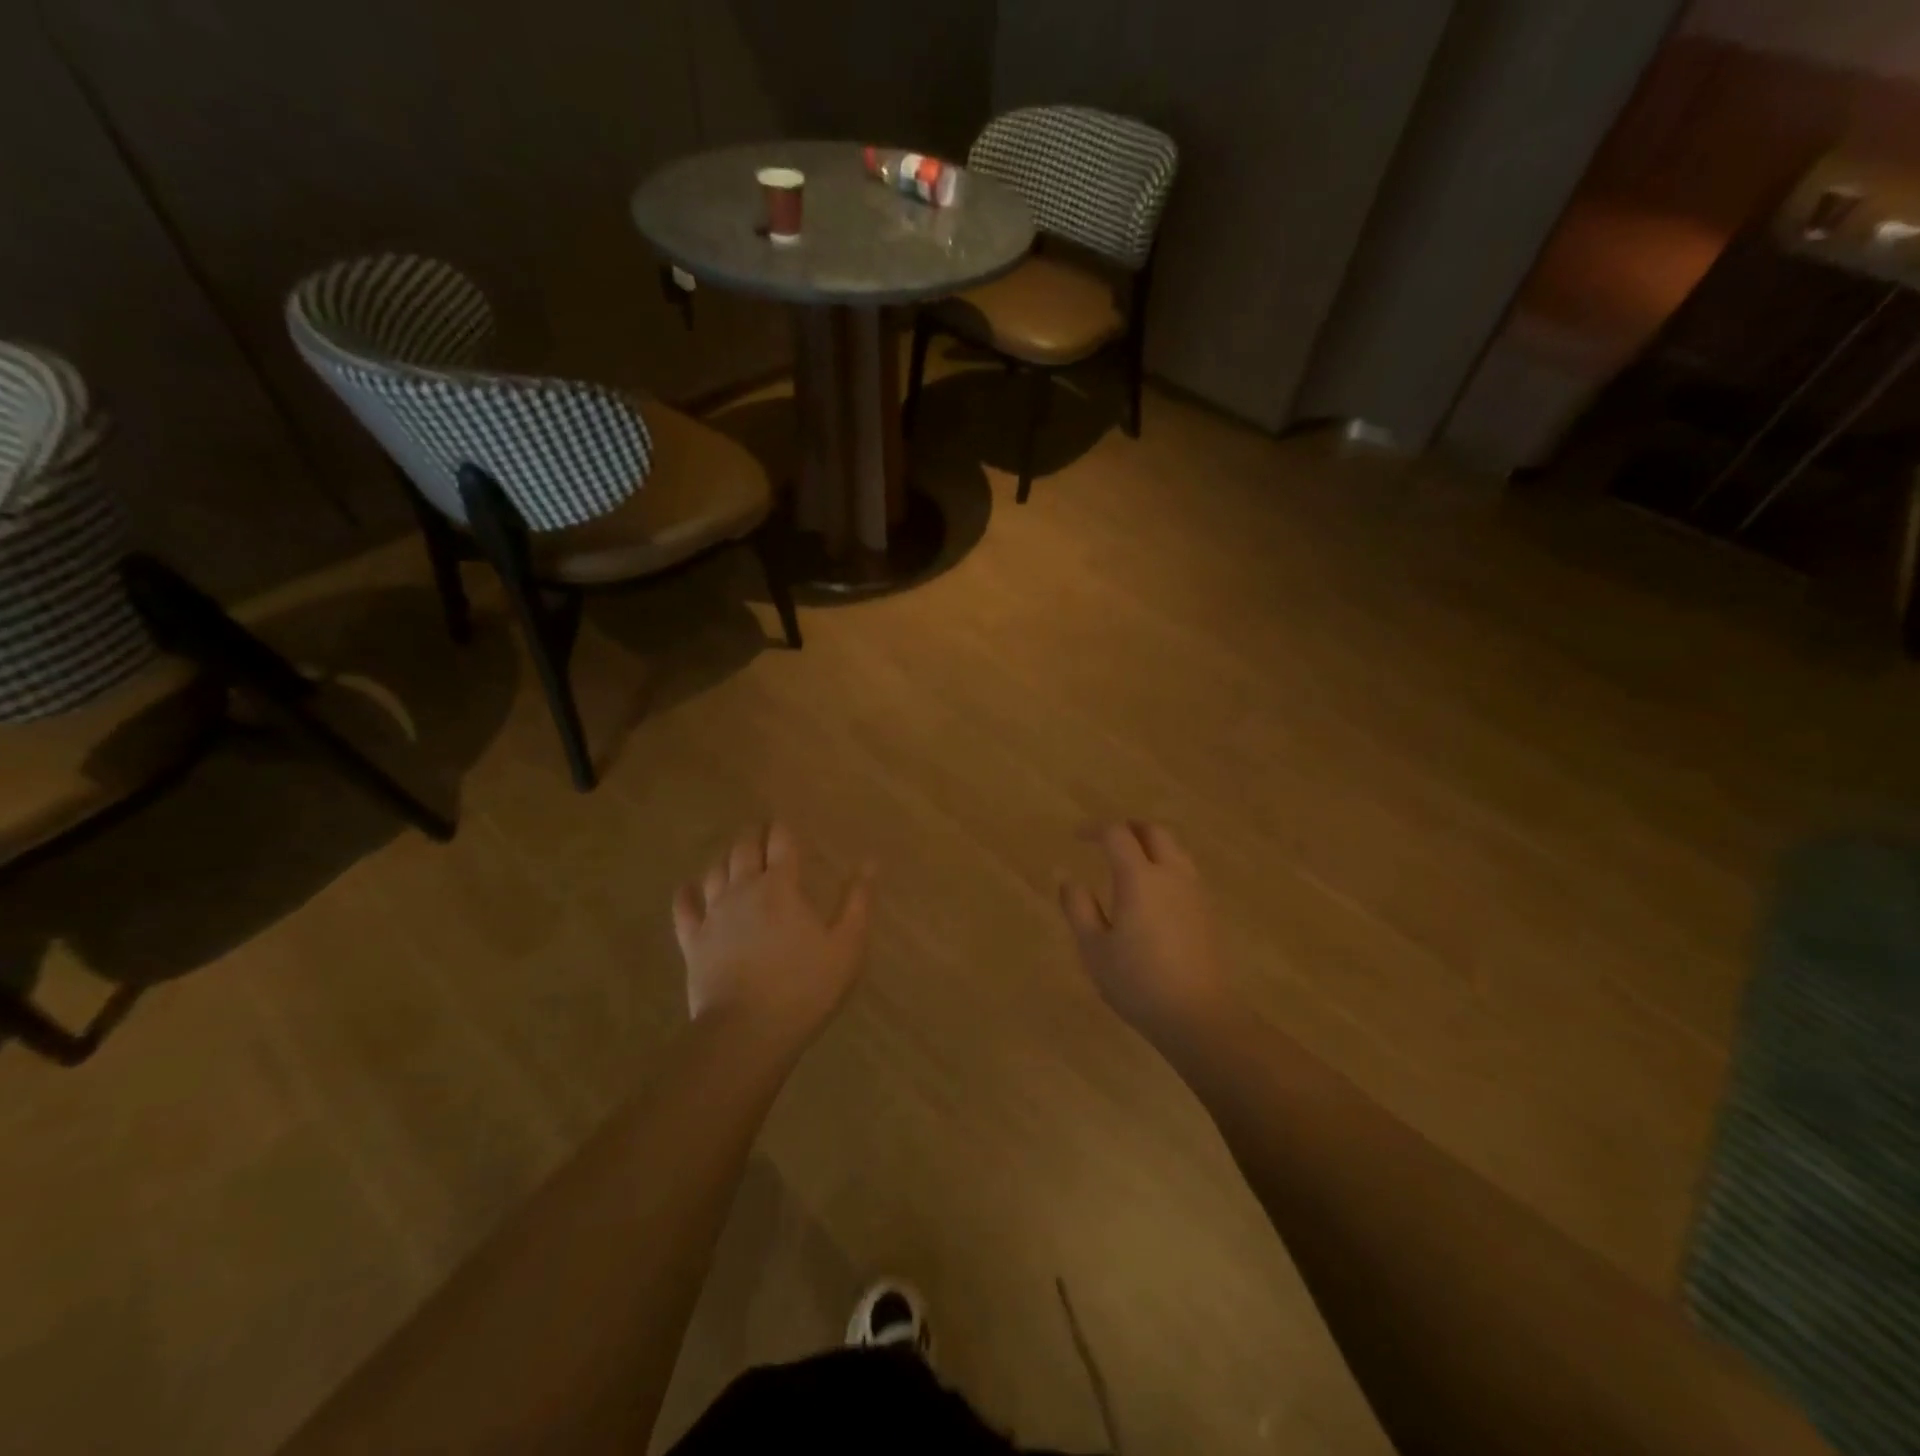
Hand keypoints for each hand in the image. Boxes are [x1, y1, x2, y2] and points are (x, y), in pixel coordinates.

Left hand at [673, 823, 874, 1048]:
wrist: (747, 1031)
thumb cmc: (805, 987)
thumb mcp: (847, 946)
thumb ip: (858, 901)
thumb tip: (870, 862)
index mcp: (781, 887)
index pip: (781, 842)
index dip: (783, 828)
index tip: (785, 823)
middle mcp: (744, 890)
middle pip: (744, 848)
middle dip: (753, 834)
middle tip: (760, 830)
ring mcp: (714, 915)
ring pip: (715, 871)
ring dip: (726, 858)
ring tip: (734, 856)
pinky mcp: (693, 941)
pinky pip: (684, 908)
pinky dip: (686, 893)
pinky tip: (688, 887)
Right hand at [1059, 822, 1235, 1047]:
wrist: (1199, 1016)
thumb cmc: (1138, 982)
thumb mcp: (1094, 948)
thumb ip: (1078, 908)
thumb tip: (1069, 879)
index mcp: (1139, 877)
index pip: (1117, 834)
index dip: (1095, 829)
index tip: (1077, 837)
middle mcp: (1170, 874)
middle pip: (1154, 832)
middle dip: (1129, 827)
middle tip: (1108, 839)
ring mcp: (1195, 892)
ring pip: (1175, 849)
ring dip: (1152, 844)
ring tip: (1131, 860)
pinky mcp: (1208, 911)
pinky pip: (1185, 872)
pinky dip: (1166, 865)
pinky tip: (1154, 891)